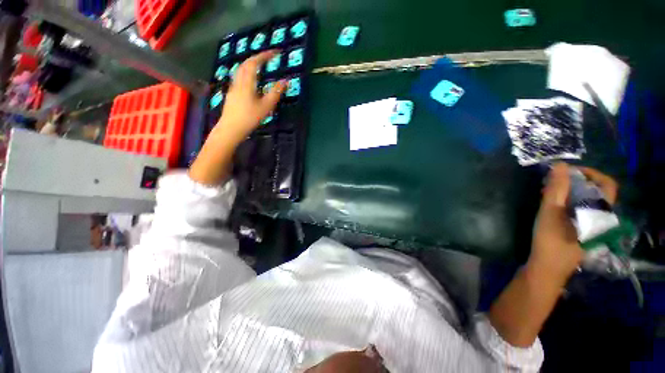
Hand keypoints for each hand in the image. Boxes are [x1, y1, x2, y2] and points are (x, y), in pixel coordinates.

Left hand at [211, 51, 285, 142]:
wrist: (230, 129)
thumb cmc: (249, 118)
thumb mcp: (266, 107)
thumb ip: (275, 93)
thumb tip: (285, 81)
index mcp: (247, 82)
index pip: (255, 63)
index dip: (264, 55)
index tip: (275, 53)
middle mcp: (238, 81)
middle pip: (245, 64)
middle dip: (257, 58)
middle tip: (268, 58)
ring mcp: (233, 87)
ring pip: (240, 70)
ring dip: (250, 64)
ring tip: (260, 67)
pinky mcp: (231, 94)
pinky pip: (239, 77)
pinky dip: (247, 73)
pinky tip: (251, 81)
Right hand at [528, 163, 618, 283]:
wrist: (546, 268)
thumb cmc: (550, 240)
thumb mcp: (550, 212)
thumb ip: (557, 188)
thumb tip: (561, 164)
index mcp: (600, 213)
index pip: (606, 184)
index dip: (590, 173)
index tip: (568, 171)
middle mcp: (599, 218)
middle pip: (595, 192)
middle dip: (575, 181)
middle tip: (553, 180)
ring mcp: (590, 226)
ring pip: (586, 201)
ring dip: (569, 191)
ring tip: (548, 191)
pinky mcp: (580, 230)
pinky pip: (578, 209)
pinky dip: (566, 201)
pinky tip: (550, 204)